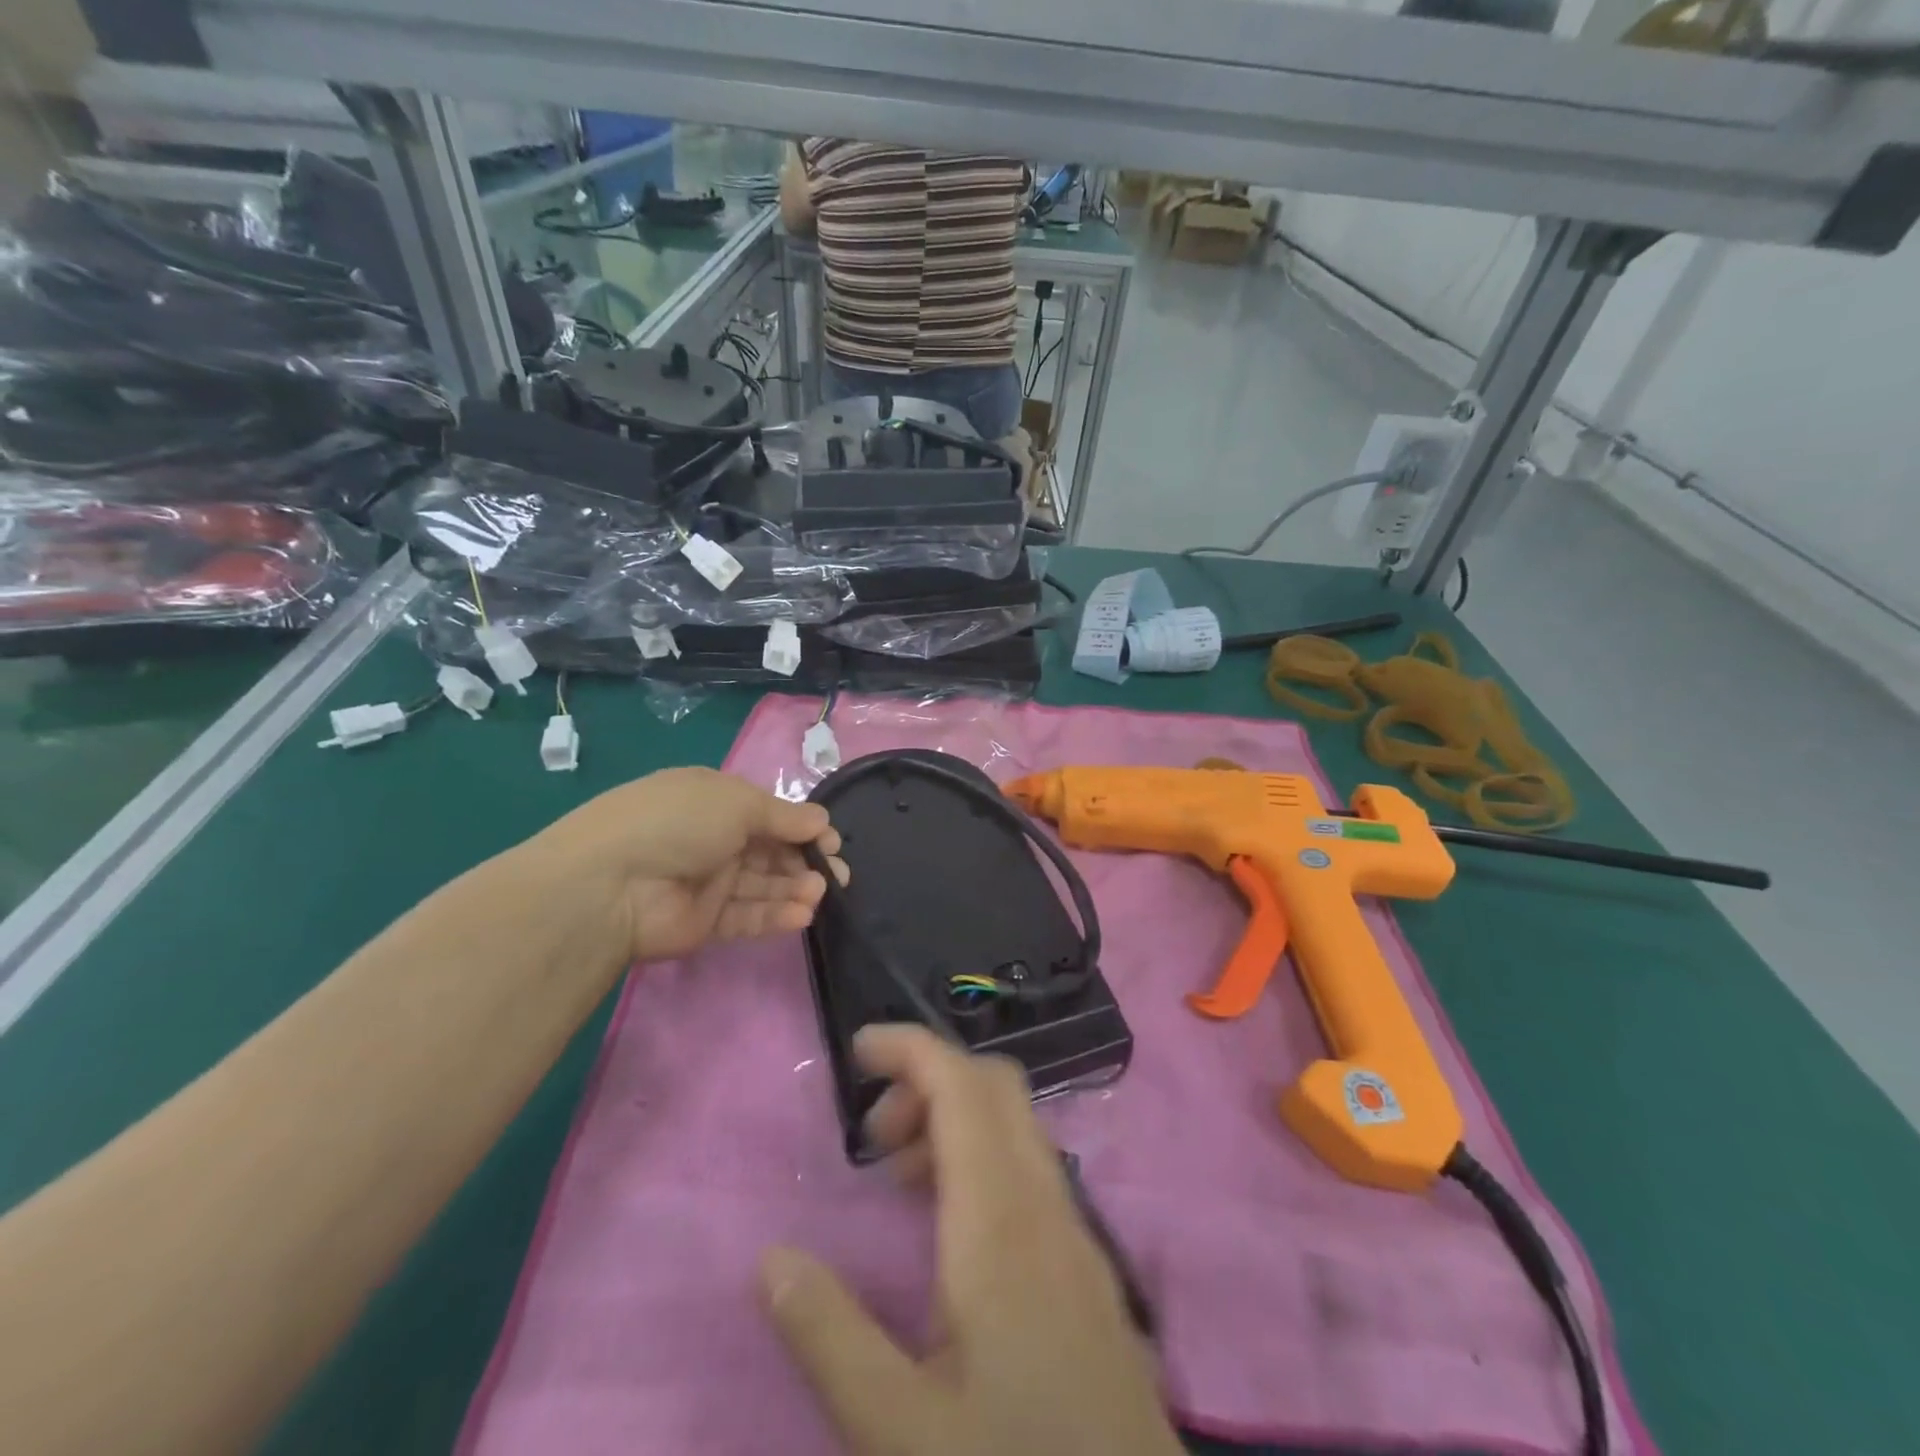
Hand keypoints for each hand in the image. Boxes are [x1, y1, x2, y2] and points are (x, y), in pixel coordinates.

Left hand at [528, 766, 845, 962]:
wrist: (611, 884)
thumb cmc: (678, 823)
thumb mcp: (737, 802)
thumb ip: (784, 817)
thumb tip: (822, 821)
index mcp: (715, 801)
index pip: (770, 814)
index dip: (803, 826)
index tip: (831, 841)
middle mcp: (713, 838)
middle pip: (771, 850)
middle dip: (806, 860)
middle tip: (837, 875)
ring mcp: (708, 882)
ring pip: (763, 884)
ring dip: (795, 888)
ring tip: (820, 894)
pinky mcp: (705, 921)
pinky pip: (748, 916)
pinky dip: (776, 915)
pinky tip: (803, 915)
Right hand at [760, 1026, 1180, 1455]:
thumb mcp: (900, 1433)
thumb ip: (829, 1337)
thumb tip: (772, 1258)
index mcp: (1001, 1220)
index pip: (963, 1085)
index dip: (911, 1048)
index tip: (858, 1050)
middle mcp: (1046, 1203)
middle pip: (994, 1088)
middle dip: (927, 1081)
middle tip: (873, 1138)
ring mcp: (1075, 1232)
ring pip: (1015, 1128)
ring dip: (954, 1124)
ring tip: (899, 1185)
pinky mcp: (1085, 1266)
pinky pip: (1030, 1172)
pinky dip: (981, 1163)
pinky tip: (950, 1236)